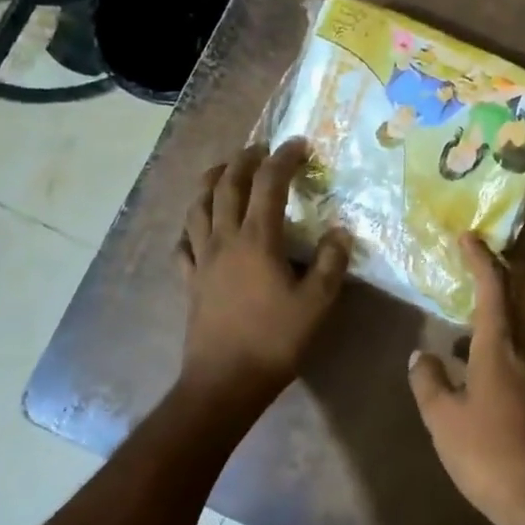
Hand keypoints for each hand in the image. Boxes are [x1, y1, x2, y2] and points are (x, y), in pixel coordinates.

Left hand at [178, 139, 348, 403]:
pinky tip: (197, 228)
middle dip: (243, 160)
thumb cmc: (275, 340)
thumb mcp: (317, 303)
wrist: (225, 381)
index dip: (283, 159)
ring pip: (198, 207)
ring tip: (223, 171)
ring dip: (210, 182)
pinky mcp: (189, 281)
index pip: (268, 184)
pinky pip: (183, 243)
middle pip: (227, 186)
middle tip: (260, 148)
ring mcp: (201, 259)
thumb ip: (330, 263)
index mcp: (257, 240)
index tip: (299, 144)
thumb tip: (340, 231)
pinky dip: (191, 226)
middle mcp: (224, 239)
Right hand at [408, 235, 524, 524]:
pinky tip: (498, 351)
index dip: (480, 257)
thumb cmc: (485, 453)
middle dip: (510, 265)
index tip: (468, 237)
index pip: (493, 284)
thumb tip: (421, 356)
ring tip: (486, 305)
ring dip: (518, 295)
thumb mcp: (442, 419)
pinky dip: (522, 327)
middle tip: (485, 259)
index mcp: (501, 344)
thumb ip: (428, 380)